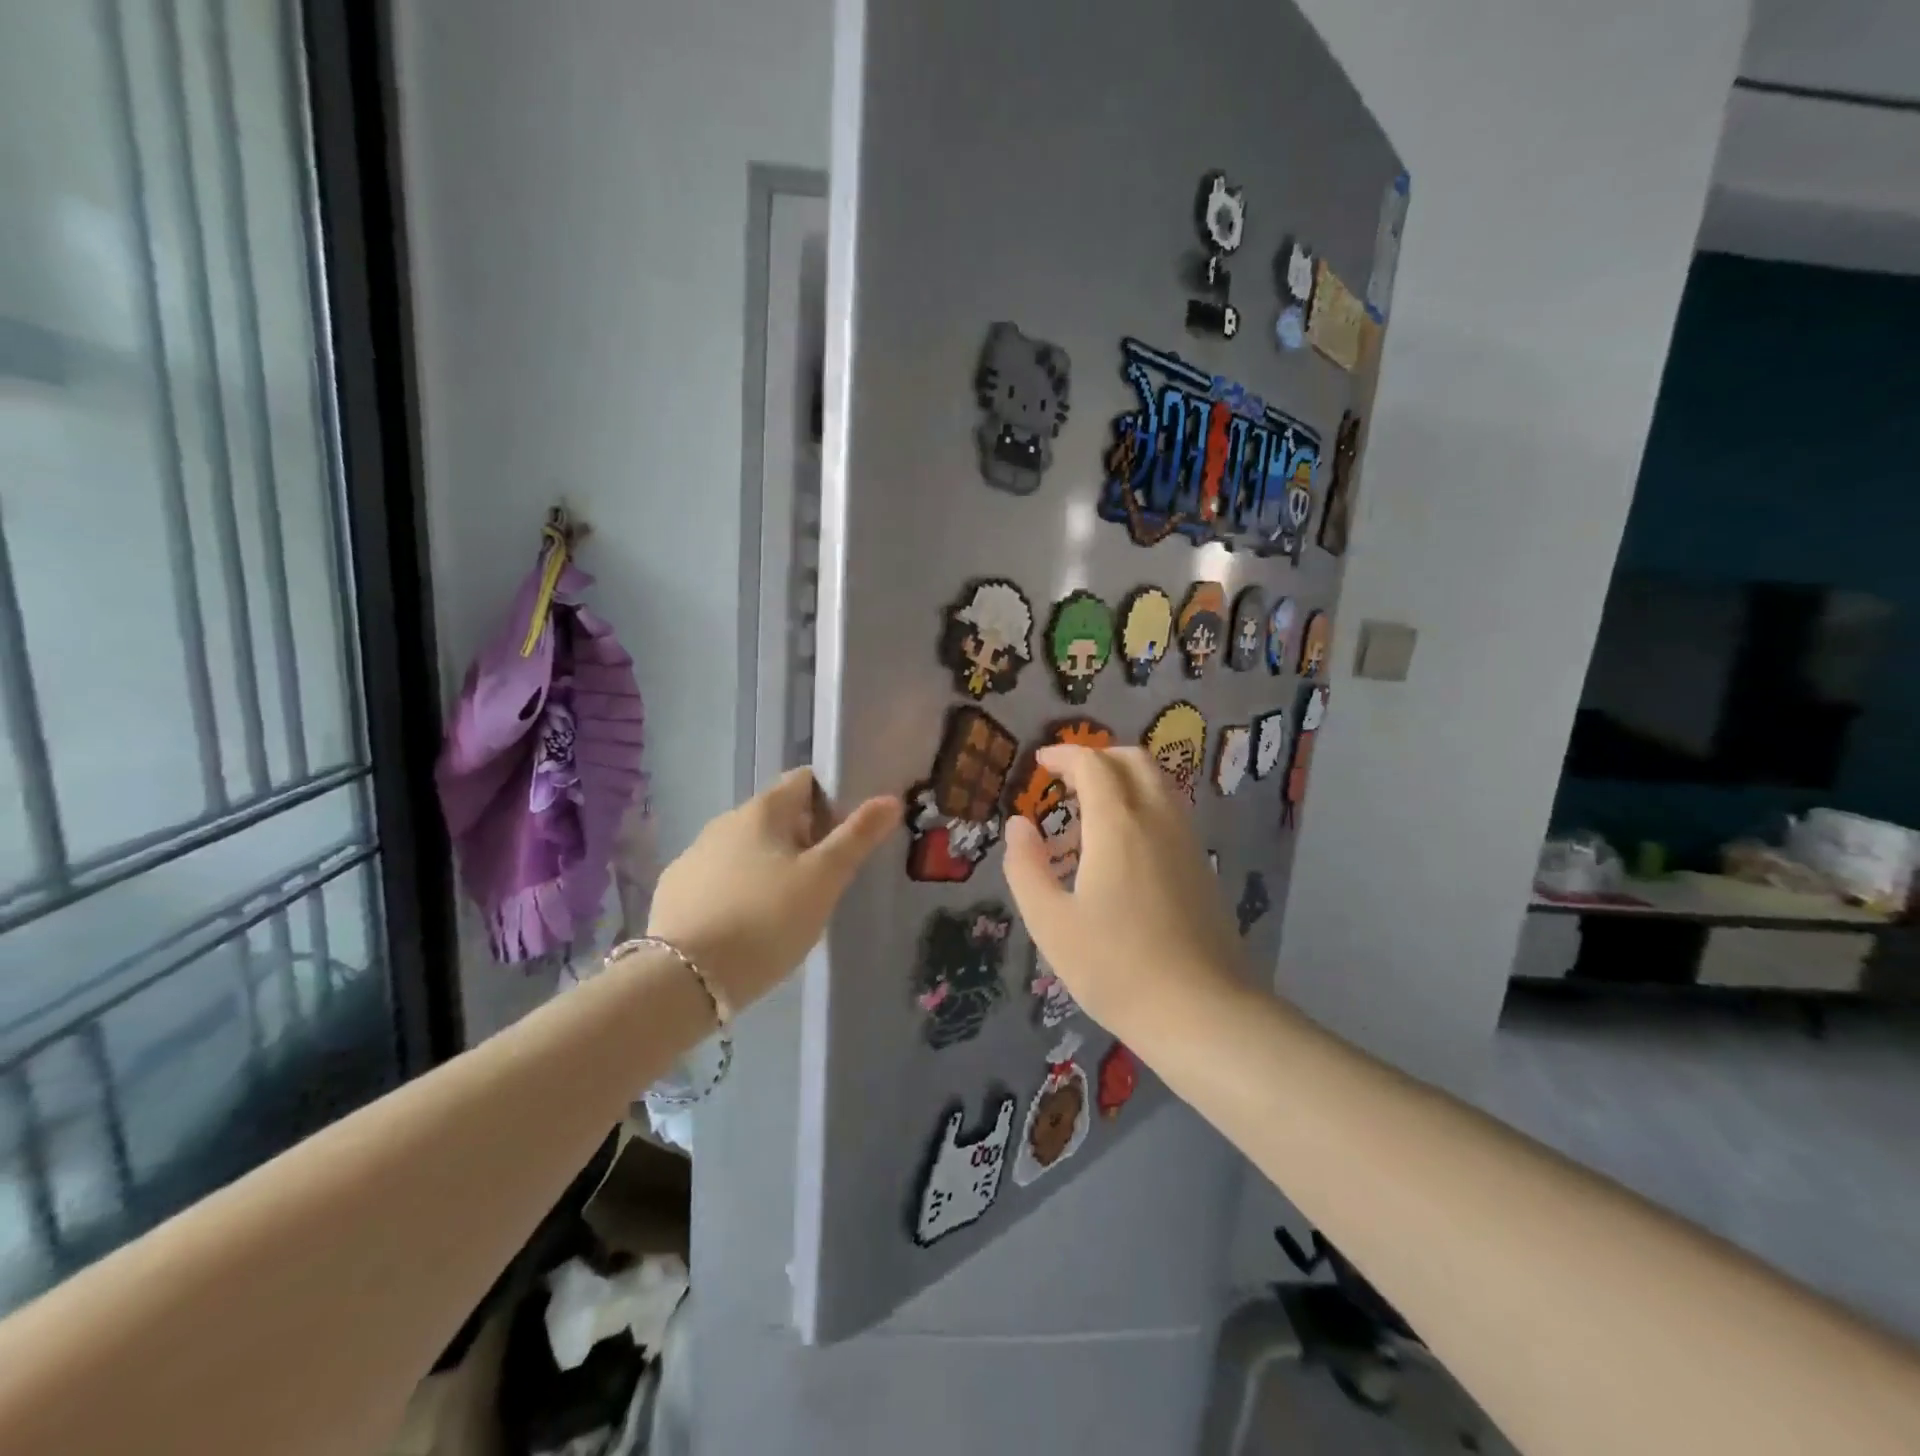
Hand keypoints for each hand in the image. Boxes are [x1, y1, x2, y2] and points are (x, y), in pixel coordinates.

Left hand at [645, 769, 900, 1011]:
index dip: (832, 798)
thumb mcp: (824, 879)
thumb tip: (890, 798)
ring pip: (747, 849)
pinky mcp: (675, 891)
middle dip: (805, 837)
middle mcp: (724, 822)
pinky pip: (720, 878)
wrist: (685, 979)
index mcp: (762, 810)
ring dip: (772, 865)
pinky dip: (740, 889)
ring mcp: (694, 856)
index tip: (849, 833)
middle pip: (777, 816)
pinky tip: (748, 924)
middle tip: (827, 878)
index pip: (804, 780)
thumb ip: (857, 836)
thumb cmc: (767, 920)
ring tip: (789, 906)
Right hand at [1003, 746, 1240, 1032]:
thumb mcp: (1050, 922)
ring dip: (1122, 780)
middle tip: (1066, 780)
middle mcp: (1158, 819)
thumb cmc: (1115, 967)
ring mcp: (1187, 841)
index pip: (1093, 764)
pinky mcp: (1202, 866)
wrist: (1202, 1012)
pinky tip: (1121, 849)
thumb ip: (1026, 867)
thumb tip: (1018, 824)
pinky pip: (1170, 812)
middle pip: (1133, 760)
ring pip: (1158, 784)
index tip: (1039, 764)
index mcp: (1118, 825)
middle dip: (1097, 757)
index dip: (1063, 756)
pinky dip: (1141, 805)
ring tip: (1088, 815)